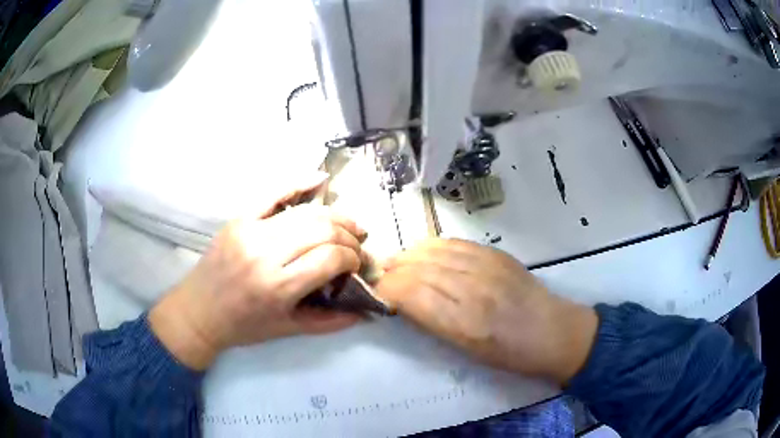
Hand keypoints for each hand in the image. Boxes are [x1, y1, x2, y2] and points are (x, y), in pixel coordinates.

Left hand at [149, 176, 365, 369]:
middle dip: (349, 235)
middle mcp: (265, 254)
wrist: (198, 312)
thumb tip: (367, 312)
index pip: (331, 258)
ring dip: (333, 215)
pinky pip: (272, 193)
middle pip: (321, 229)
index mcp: (278, 287)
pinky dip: (298, 182)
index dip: (353, 258)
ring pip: (304, 212)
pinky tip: (320, 178)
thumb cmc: (243, 326)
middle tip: (357, 244)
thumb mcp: (287, 330)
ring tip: (347, 224)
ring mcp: (250, 231)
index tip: (358, 265)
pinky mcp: (238, 219)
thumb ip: (330, 322)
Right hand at [375, 239, 597, 384]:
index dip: (387, 289)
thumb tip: (404, 301)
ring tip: (398, 262)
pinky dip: (434, 246)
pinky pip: (456, 243)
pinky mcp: (497, 254)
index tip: (375, 291)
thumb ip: (433, 322)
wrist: (553, 332)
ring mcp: (487, 267)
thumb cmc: (509, 354)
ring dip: (410, 255)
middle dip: (393, 270)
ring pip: (435, 251)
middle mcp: (473, 290)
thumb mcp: (467, 350)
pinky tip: (425, 252)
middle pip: (419, 268)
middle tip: (380, 275)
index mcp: (464, 323)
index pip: (411, 294)